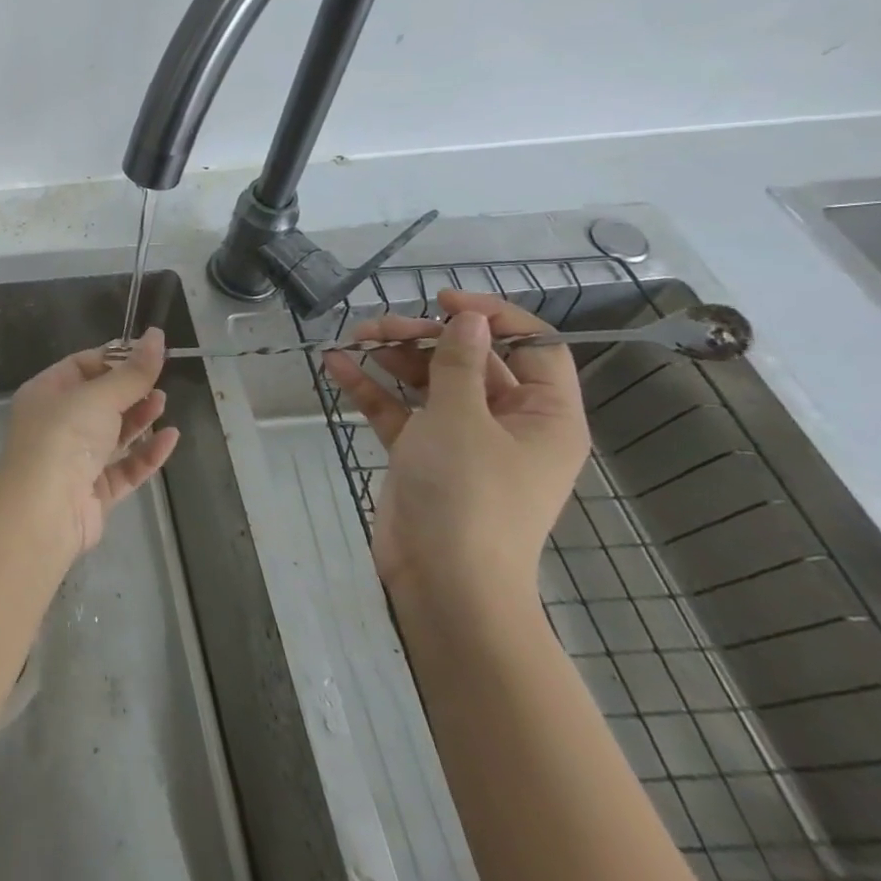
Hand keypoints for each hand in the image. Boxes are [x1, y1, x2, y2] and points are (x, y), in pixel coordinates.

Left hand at [0, 328, 177, 556]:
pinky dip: (146, 453)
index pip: (80, 366)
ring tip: (164, 402)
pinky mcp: (94, 492)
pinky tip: (170, 438)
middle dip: (129, 389)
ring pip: (113, 434)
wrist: (45, 511)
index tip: (146, 353)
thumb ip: (132, 372)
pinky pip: (125, 467)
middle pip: (99, 400)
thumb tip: (157, 335)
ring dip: (139, 418)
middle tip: (159, 380)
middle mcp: (57, 424)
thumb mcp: (99, 396)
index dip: (113, 358)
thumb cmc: (64, 437)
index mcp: (46, 393)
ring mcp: (75, 460)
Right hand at [322, 290, 589, 611]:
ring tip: (354, 339)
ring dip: (393, 357)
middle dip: (425, 336)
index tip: (444, 300)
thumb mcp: (462, 419)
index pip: (534, 347)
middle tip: (382, 327)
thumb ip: (459, 362)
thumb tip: (469, 317)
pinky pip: (399, 410)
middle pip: (470, 359)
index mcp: (543, 416)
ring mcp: (462, 439)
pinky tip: (337, 365)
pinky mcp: (422, 453)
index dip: (494, 317)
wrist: (442, 580)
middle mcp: (508, 423)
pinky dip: (372, 388)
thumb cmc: (468, 494)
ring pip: (430, 380)